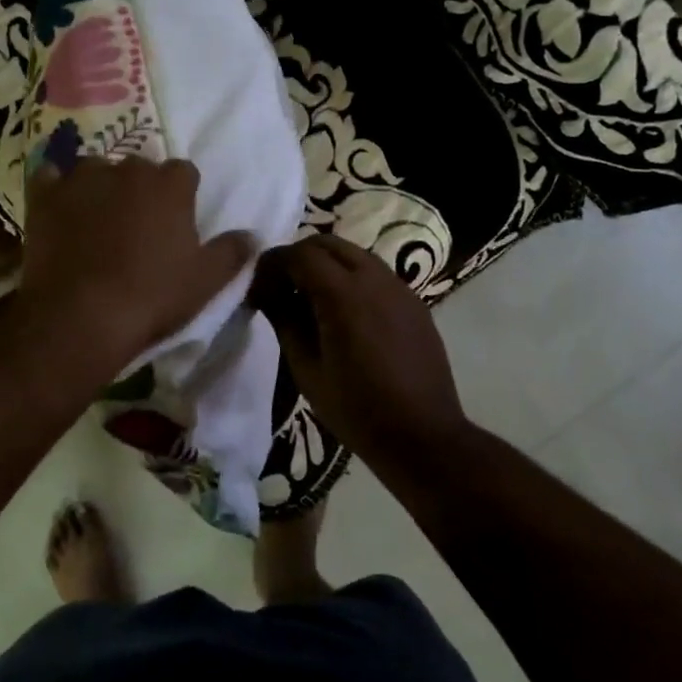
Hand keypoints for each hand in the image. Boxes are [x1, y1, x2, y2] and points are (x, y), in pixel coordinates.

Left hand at [14, 157, 254, 383]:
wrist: (80, 316)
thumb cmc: (151, 297)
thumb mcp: (205, 282)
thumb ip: (232, 252)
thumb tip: (252, 236)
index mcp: (170, 185)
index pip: (183, 173)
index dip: (181, 196)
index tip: (175, 222)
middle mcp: (127, 169)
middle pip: (139, 168)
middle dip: (140, 189)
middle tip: (136, 226)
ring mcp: (82, 178)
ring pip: (96, 169)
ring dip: (100, 186)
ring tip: (96, 220)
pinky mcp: (45, 195)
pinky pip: (50, 178)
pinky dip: (56, 189)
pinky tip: (59, 210)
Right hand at [250, 236, 468, 464]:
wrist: (423, 437)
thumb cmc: (356, 408)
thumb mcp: (306, 368)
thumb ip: (284, 320)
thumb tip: (266, 292)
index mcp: (344, 294)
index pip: (300, 254)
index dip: (273, 263)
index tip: (258, 285)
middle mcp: (374, 279)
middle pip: (328, 244)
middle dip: (299, 257)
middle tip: (281, 287)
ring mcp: (399, 288)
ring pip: (355, 255)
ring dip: (327, 265)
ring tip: (311, 300)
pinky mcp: (414, 303)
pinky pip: (376, 274)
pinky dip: (352, 278)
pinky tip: (345, 314)